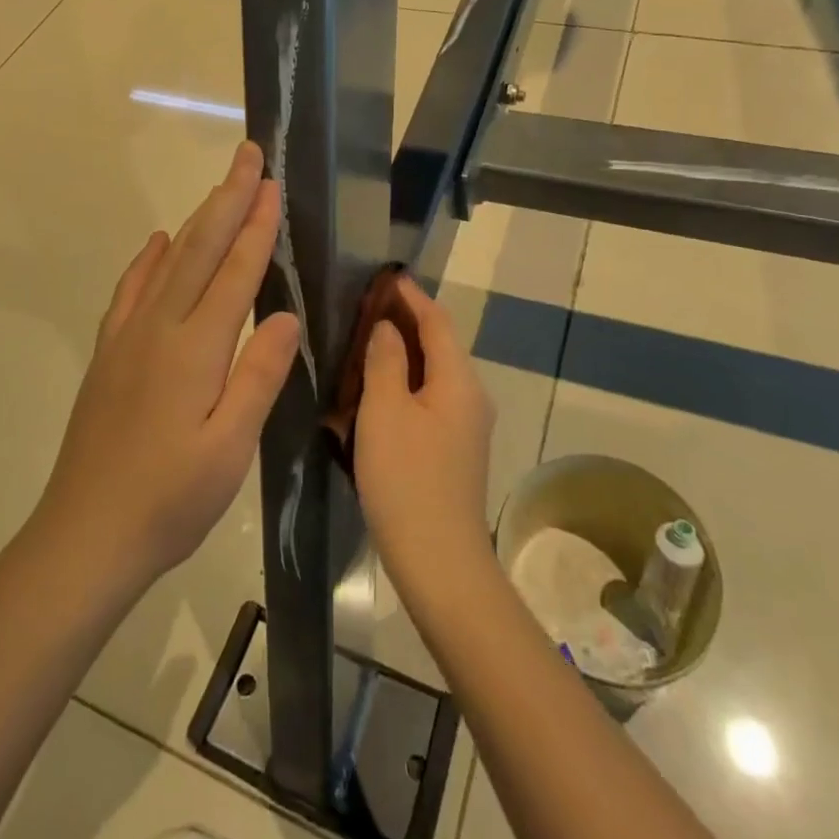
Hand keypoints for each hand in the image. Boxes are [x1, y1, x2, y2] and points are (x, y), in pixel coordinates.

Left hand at [37, 141, 301, 590]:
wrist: (84, 537)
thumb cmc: (169, 501)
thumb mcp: (229, 450)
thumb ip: (257, 377)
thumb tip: (282, 314)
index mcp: (195, 350)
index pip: (234, 272)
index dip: (255, 225)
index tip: (270, 183)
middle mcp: (159, 329)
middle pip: (200, 250)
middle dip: (227, 198)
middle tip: (247, 156)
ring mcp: (128, 338)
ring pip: (168, 262)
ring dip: (197, 220)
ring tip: (218, 188)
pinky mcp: (109, 355)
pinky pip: (131, 291)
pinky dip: (148, 260)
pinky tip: (158, 244)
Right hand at [354, 276, 495, 598]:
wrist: (439, 561)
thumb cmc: (406, 478)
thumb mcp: (384, 411)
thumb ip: (385, 361)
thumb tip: (387, 328)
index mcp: (458, 380)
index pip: (437, 321)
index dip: (412, 297)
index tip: (387, 277)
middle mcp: (471, 396)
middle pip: (439, 345)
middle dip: (407, 322)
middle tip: (367, 308)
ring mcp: (466, 426)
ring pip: (434, 374)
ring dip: (404, 353)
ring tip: (367, 342)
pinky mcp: (455, 450)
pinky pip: (431, 399)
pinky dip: (406, 383)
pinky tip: (379, 390)